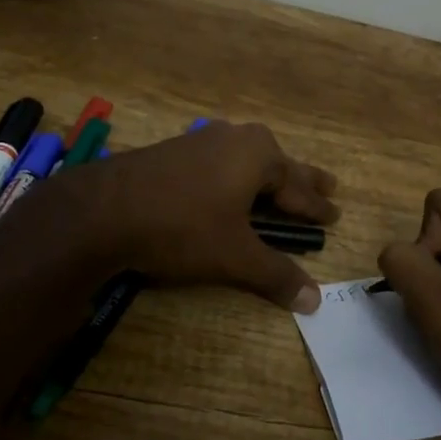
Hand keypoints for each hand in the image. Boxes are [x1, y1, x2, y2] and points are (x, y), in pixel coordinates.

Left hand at [56, 121, 338, 310]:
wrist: (104, 209)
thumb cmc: (182, 226)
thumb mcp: (233, 255)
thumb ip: (275, 275)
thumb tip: (315, 301)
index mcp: (259, 155)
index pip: (299, 188)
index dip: (318, 207)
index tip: (335, 215)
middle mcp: (236, 139)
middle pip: (279, 165)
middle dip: (303, 180)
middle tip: (329, 187)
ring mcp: (203, 140)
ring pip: (249, 159)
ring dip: (269, 176)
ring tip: (283, 184)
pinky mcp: (176, 150)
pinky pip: (222, 161)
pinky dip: (238, 175)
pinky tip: (230, 180)